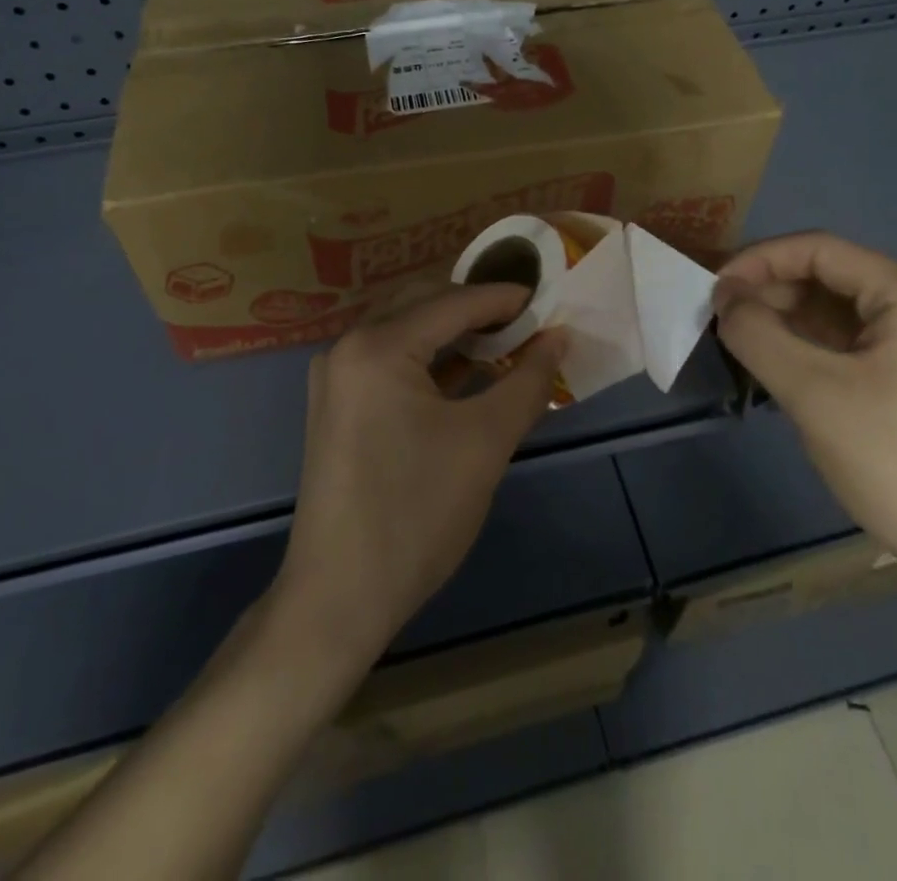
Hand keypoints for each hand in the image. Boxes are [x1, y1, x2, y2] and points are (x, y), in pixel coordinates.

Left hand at [272, 285, 567, 667]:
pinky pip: (389, 361)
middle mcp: (348, 347)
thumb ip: (528, 380)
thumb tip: (559, 337)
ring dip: (453, 332)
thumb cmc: (417, 512)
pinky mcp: (337, 406)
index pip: (453, 302)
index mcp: (377, 346)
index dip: (504, 297)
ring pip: (405, 331)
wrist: (339, 598)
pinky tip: (466, 373)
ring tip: (505, 342)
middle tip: (526, 319)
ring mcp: (336, 377)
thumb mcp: (485, 441)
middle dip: (476, 308)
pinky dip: (430, 360)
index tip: (547, 297)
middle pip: (422, 304)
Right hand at [712, 232, 896, 606]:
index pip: (819, 250)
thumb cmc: (894, 461)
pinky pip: (846, 338)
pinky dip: (804, 343)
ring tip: (736, 338)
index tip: (713, 288)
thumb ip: (757, 334)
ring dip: (782, 317)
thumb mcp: (812, 392)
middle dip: (768, 291)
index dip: (758, 260)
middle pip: (827, 275)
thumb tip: (724, 300)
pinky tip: (770, 361)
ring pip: (833, 308)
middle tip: (718, 316)